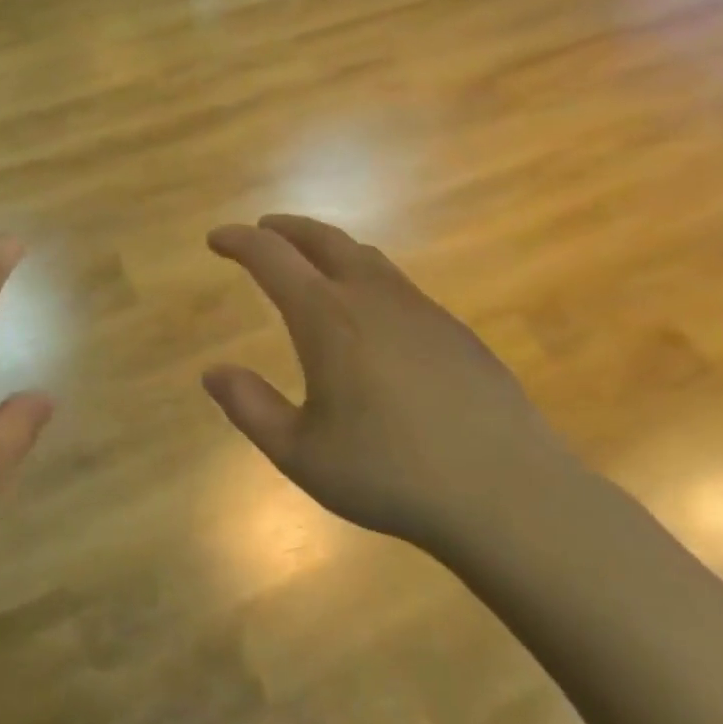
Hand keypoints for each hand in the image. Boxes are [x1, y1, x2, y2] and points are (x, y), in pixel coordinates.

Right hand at [204, 215, 580, 553]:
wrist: (509, 494)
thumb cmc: (390, 475)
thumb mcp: (300, 454)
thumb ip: (250, 408)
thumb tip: (212, 372)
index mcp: (327, 319)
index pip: (272, 258)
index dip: (239, 241)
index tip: (216, 239)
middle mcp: (372, 299)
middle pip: (324, 240)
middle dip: (286, 229)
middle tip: (262, 230)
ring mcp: (422, 311)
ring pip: (366, 258)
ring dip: (329, 248)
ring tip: (311, 260)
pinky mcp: (456, 332)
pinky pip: (398, 285)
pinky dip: (366, 277)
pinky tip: (369, 313)